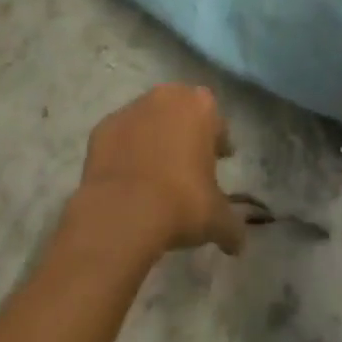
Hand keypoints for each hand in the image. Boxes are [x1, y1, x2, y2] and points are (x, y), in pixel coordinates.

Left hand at [76, 85, 245, 257]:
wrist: (122, 212)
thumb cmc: (180, 203)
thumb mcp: (216, 219)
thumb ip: (232, 226)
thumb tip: (239, 244)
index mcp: (200, 106)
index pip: (215, 120)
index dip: (217, 142)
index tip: (218, 161)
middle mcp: (167, 97)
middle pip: (181, 111)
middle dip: (185, 132)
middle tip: (187, 164)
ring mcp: (131, 109)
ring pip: (149, 120)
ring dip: (153, 139)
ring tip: (154, 174)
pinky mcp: (103, 127)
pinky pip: (121, 137)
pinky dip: (125, 151)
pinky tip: (127, 179)